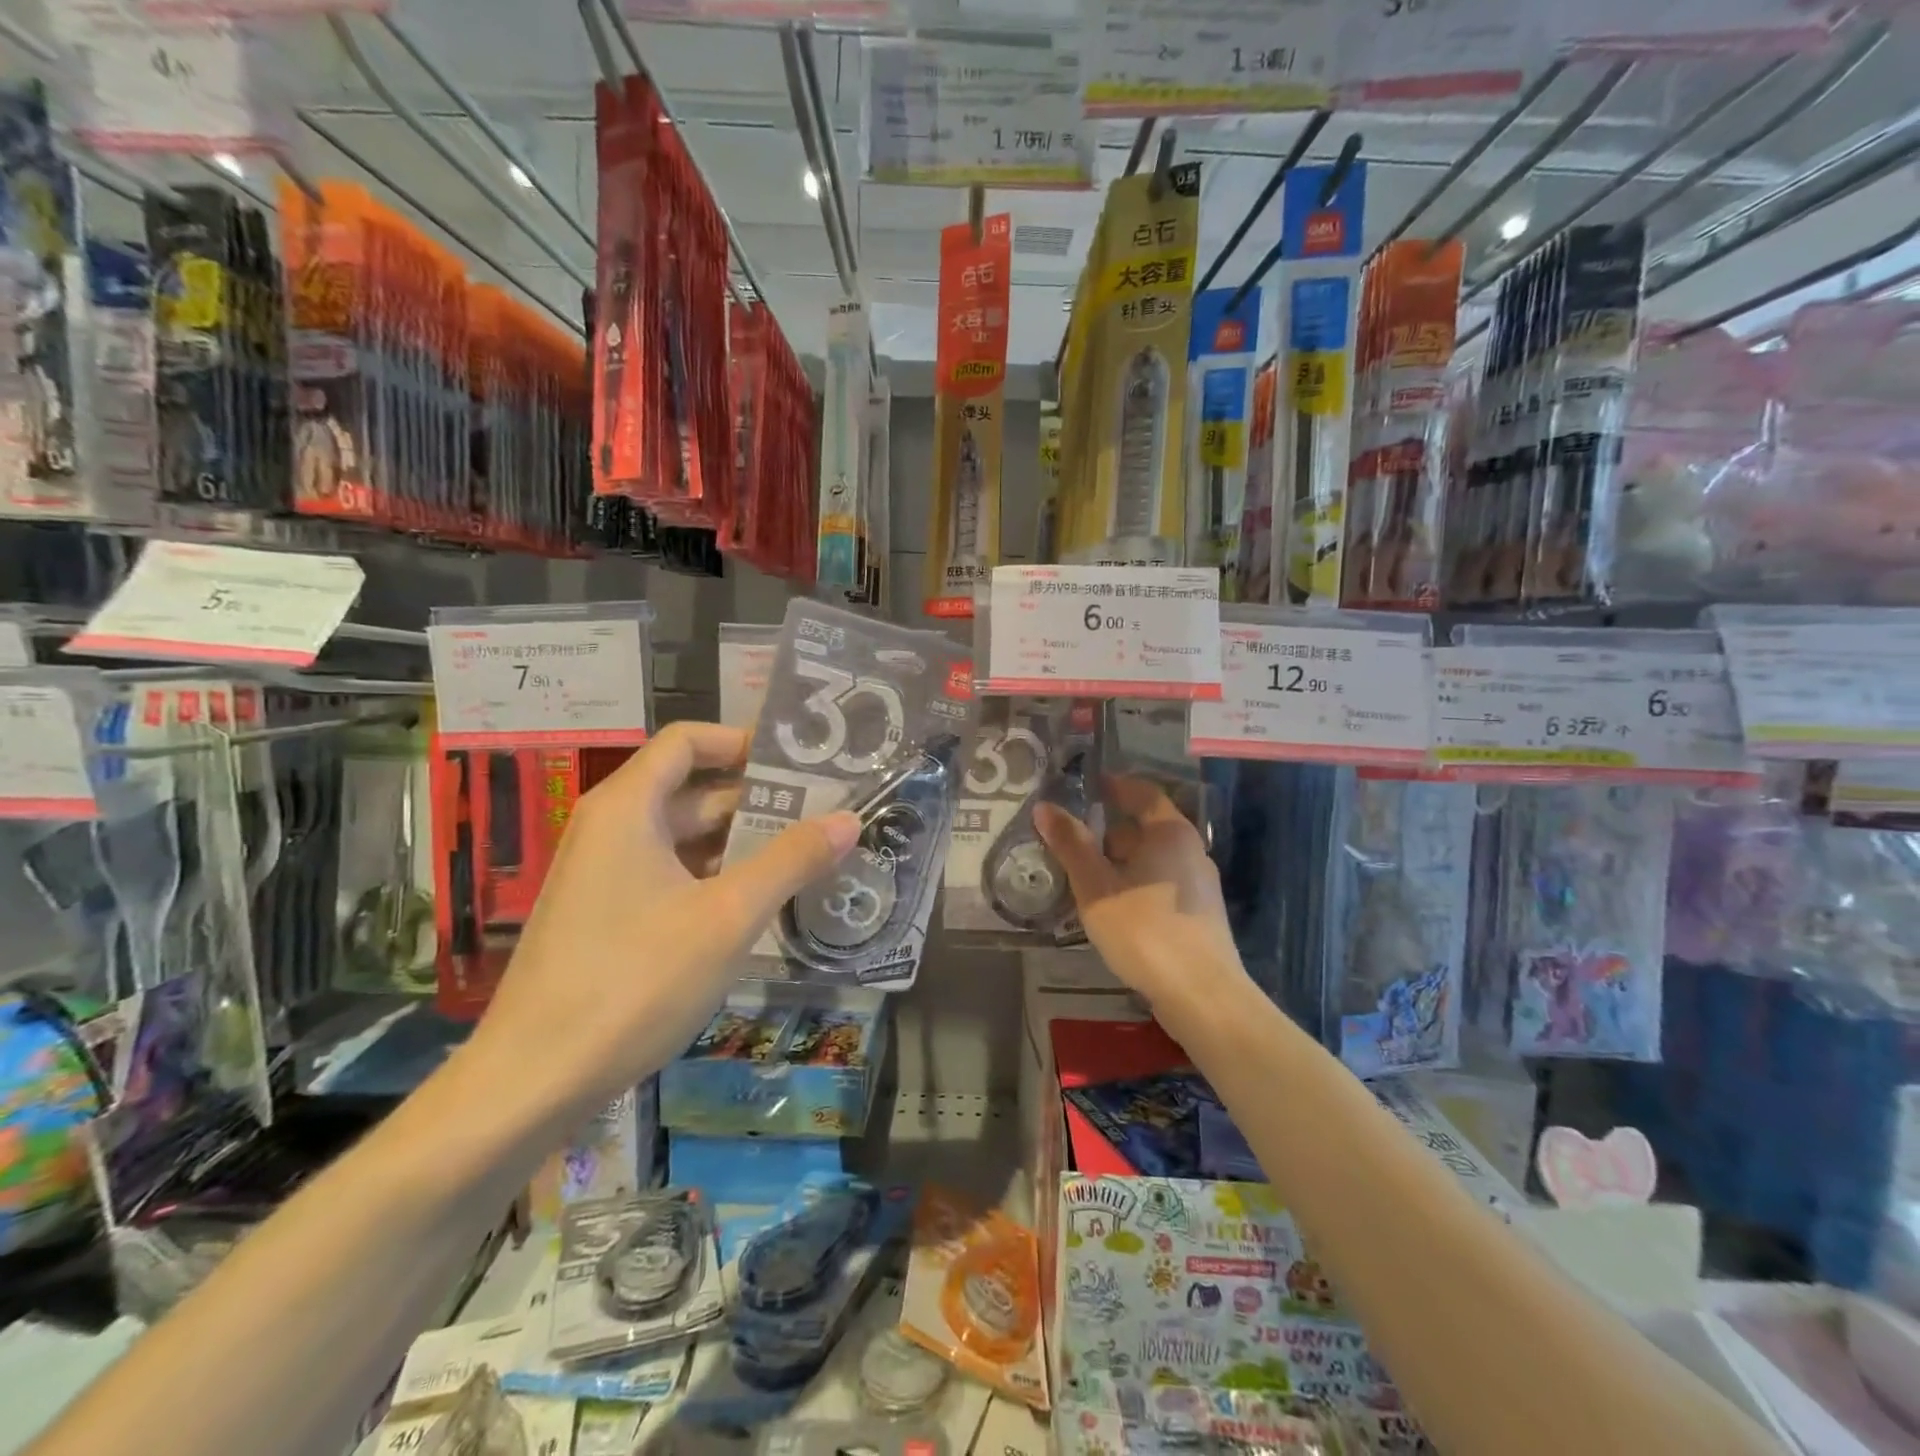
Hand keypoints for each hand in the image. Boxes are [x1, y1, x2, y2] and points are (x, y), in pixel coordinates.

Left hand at [469, 722, 860, 1116]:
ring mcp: (603, 874)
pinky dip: (712, 876)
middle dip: (756, 798)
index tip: (798, 760)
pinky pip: (667, 873)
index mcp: (627, 808)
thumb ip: (791, 861)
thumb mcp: (728, 917)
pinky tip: (756, 903)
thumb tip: (849, 818)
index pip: (687, 741)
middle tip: (822, 812)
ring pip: (681, 837)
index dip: (742, 741)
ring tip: (804, 855)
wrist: (532, 1082)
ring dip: (739, 842)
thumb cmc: (634, 982)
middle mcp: (609, 828)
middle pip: (690, 789)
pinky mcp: (603, 915)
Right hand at [1034, 775, 1249, 1039]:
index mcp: (1170, 832)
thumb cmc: (1145, 930)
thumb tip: (1045, 807)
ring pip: (1151, 859)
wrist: (1201, 995)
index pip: (1141, 792)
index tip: (1084, 786)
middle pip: (1145, 827)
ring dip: (1118, 862)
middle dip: (1107, 831)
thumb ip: (1071, 845)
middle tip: (1070, 840)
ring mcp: (1199, 884)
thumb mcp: (1096, 886)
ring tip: (1083, 877)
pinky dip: (1133, 884)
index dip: (1113, 786)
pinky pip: (1159, 884)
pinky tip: (1111, 908)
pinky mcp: (1199, 914)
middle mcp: (1191, 850)